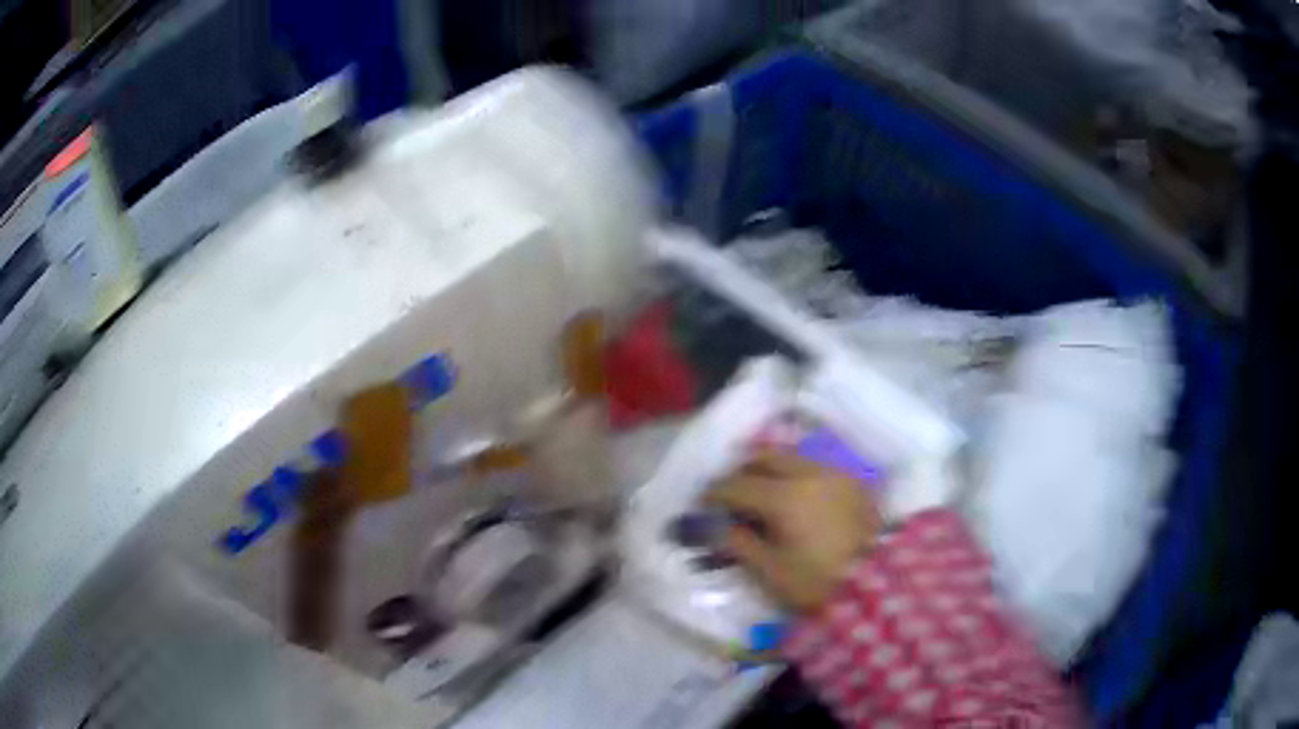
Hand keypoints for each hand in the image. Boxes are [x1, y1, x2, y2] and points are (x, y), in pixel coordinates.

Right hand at [706, 450, 879, 612]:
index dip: (714, 494)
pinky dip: (794, 474)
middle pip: (764, 457)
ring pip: (791, 457)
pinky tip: (793, 497)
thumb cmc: (819, 583)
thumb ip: (738, 543)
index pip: (736, 485)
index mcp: (784, 497)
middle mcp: (809, 473)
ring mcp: (835, 473)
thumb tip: (716, 525)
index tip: (702, 504)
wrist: (881, 585)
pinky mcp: (853, 481)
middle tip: (729, 495)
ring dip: (769, 470)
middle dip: (741, 472)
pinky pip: (814, 467)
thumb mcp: (771, 571)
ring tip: (760, 494)